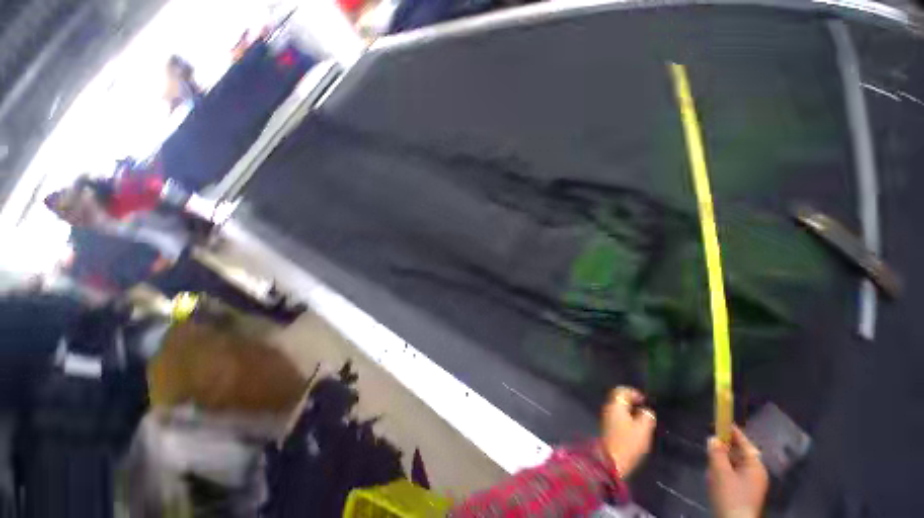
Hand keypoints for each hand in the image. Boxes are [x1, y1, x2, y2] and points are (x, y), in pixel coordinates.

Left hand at [601, 386, 655, 476]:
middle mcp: (608, 407)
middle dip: (631, 400)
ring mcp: (606, 416)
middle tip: (643, 406)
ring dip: (628, 408)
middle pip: (618, 397)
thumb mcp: (643, 430)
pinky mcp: (607, 426)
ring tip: (641, 416)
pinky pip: (616, 414)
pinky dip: (625, 415)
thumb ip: (646, 416)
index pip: (621, 391)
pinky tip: (634, 424)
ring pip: (617, 406)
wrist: (611, 460)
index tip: (644, 399)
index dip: (633, 392)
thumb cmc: (628, 443)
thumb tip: (647, 410)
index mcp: (615, 405)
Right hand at [707, 426, 768, 517]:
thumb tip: (713, 439)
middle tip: (711, 442)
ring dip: (723, 459)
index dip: (732, 431)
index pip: (744, 443)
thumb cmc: (730, 495)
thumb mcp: (719, 472)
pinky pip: (734, 474)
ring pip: (736, 464)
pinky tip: (714, 475)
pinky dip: (724, 470)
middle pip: (740, 453)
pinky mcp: (745, 493)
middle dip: (725, 447)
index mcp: (755, 465)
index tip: (720, 421)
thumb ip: (716, 453)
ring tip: (710, 459)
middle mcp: (756, 472)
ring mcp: (751, 484)